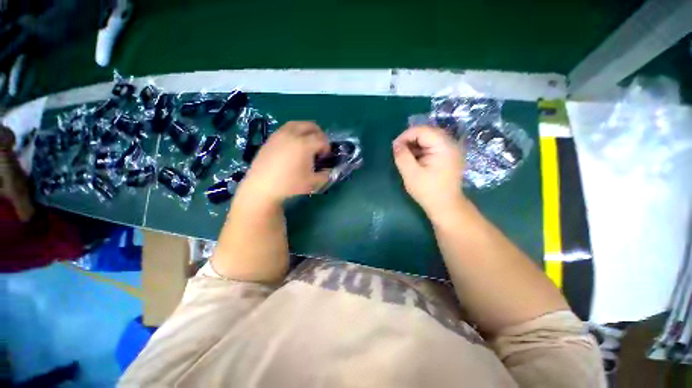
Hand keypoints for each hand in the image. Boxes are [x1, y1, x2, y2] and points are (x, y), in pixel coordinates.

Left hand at [238, 121, 330, 204]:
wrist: (262, 187)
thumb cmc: (289, 185)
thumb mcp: (312, 182)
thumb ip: (325, 175)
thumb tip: (329, 170)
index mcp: (304, 144)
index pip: (322, 139)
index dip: (327, 147)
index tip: (325, 157)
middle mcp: (293, 135)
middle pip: (311, 125)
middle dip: (319, 134)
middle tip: (319, 147)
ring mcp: (280, 134)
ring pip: (297, 124)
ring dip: (306, 130)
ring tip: (307, 143)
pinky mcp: (271, 138)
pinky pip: (286, 129)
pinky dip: (294, 132)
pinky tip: (293, 146)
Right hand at [392, 126, 464, 215]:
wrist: (445, 206)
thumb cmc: (428, 191)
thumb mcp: (411, 173)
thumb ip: (402, 156)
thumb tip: (396, 144)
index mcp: (444, 146)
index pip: (422, 130)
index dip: (405, 136)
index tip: (394, 147)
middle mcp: (450, 144)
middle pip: (427, 132)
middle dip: (410, 139)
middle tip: (399, 151)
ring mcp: (451, 150)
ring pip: (429, 138)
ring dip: (415, 144)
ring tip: (405, 156)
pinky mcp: (448, 156)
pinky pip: (433, 146)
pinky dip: (421, 149)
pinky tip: (415, 159)